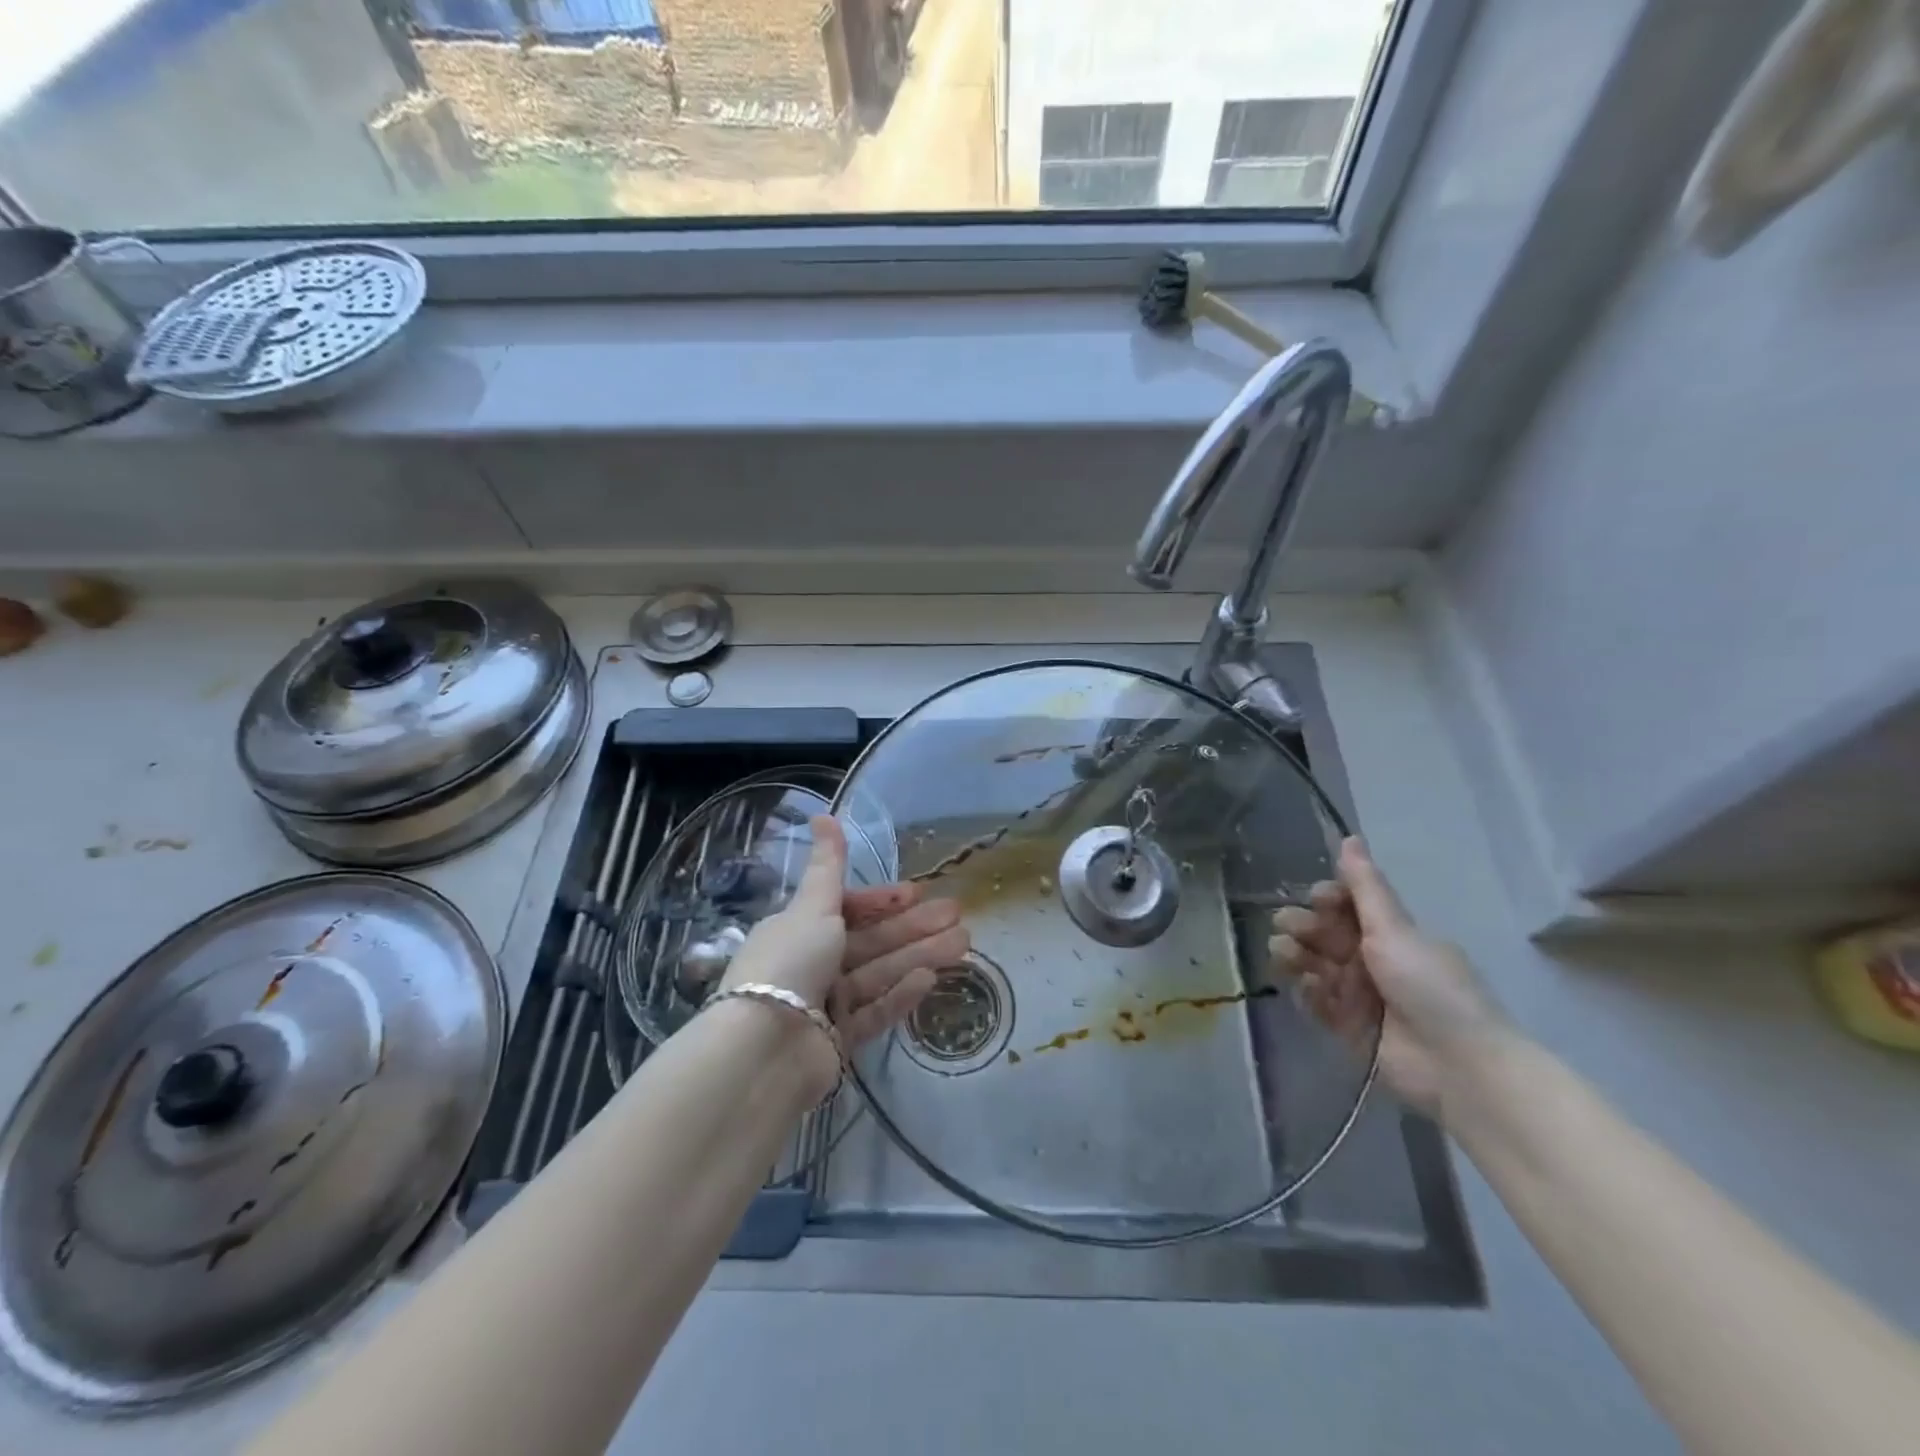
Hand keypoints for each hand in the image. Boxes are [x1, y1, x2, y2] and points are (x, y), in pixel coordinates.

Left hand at [720, 816, 968, 1049]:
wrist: (765, 1048)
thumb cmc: (791, 962)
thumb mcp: (812, 906)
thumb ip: (827, 864)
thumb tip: (822, 815)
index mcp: (800, 929)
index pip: (847, 909)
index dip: (882, 900)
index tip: (916, 893)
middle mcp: (813, 963)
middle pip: (872, 941)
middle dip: (914, 927)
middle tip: (958, 916)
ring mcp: (827, 1003)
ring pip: (881, 973)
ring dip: (920, 955)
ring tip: (963, 943)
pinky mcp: (840, 1039)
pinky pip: (876, 1010)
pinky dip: (901, 994)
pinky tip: (931, 980)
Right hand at [1269, 837, 1508, 1116]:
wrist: (1459, 1065)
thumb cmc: (1430, 987)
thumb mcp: (1396, 930)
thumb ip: (1366, 887)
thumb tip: (1349, 837)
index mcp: (1388, 932)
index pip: (1345, 905)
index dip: (1326, 899)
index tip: (1317, 899)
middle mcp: (1370, 959)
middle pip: (1322, 933)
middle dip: (1301, 926)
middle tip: (1290, 929)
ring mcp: (1358, 993)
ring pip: (1312, 964)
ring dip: (1294, 955)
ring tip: (1286, 957)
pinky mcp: (1347, 1027)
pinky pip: (1315, 1001)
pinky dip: (1305, 992)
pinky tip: (1302, 987)